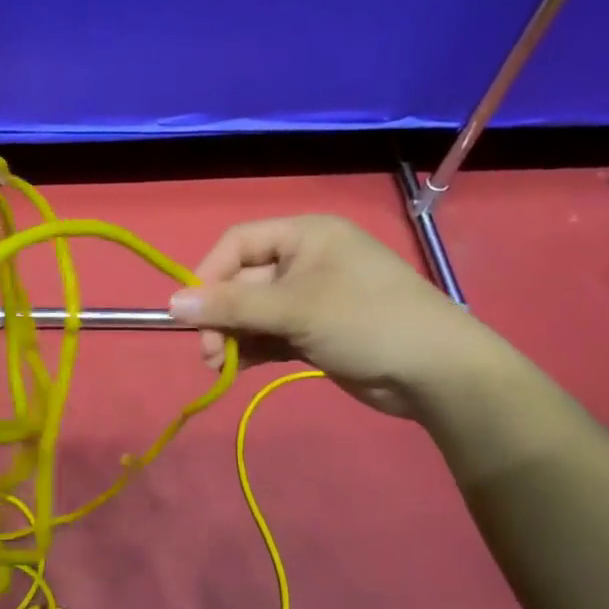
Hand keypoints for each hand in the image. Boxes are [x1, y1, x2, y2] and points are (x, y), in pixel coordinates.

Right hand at [167, 216, 503, 418]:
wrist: (436, 373)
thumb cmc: (366, 321)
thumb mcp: (294, 310)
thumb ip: (231, 307)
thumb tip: (172, 305)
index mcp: (305, 236)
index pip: (238, 244)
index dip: (209, 275)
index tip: (191, 313)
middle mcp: (305, 260)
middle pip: (243, 281)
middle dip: (221, 316)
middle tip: (208, 353)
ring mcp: (311, 298)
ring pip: (254, 312)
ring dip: (233, 336)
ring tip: (220, 365)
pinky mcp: (316, 330)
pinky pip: (271, 333)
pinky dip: (253, 348)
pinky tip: (238, 367)